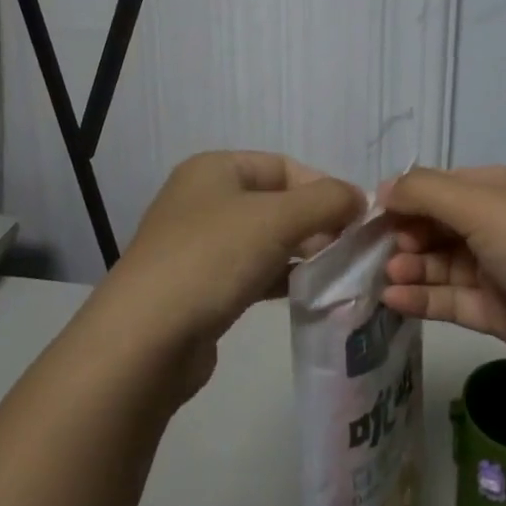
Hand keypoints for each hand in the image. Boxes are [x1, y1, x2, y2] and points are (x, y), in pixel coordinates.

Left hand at [91, 151, 363, 399]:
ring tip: (338, 273)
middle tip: (352, 250)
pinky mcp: (201, 287)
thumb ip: (326, 201)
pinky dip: (282, 279)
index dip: (324, 187)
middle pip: (276, 202)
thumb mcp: (277, 218)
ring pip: (266, 239)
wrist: (146, 340)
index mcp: (215, 169)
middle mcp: (204, 200)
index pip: (284, 166)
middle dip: (317, 222)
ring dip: (303, 253)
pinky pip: (252, 272)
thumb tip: (359, 198)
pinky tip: (308, 295)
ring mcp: (200, 246)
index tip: (359, 219)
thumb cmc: (212, 259)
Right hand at [380, 166, 505, 410]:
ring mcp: (504, 271)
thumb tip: (382, 189)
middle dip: (410, 233)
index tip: (375, 211)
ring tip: (387, 274)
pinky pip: (453, 299)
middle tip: (381, 247)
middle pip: (444, 224)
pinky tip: (394, 299)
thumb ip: (425, 192)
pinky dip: (423, 297)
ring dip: (413, 266)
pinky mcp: (501, 312)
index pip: (449, 184)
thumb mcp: (482, 204)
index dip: (412, 195)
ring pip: (445, 263)